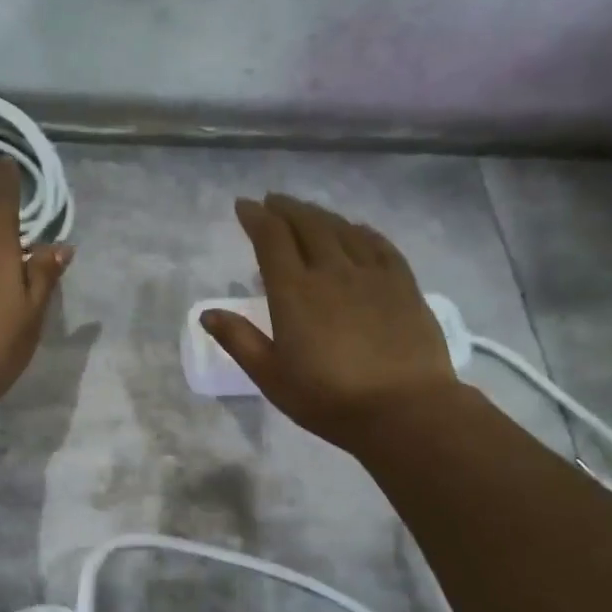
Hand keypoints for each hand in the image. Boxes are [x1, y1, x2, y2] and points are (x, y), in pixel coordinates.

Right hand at [202, 195, 459, 451]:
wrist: (403, 408)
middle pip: (307, 225)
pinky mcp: (403, 284)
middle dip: (286, 208)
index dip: (256, 218)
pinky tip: (355, 230)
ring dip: (320, 215)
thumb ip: (239, 341)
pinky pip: (378, 244)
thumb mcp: (272, 377)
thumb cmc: (328, 399)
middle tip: (273, 202)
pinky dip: (360, 230)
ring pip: (342, 229)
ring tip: (307, 212)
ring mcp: (371, 274)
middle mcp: (331, 271)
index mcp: (294, 292)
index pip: (271, 240)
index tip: (244, 206)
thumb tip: (207, 313)